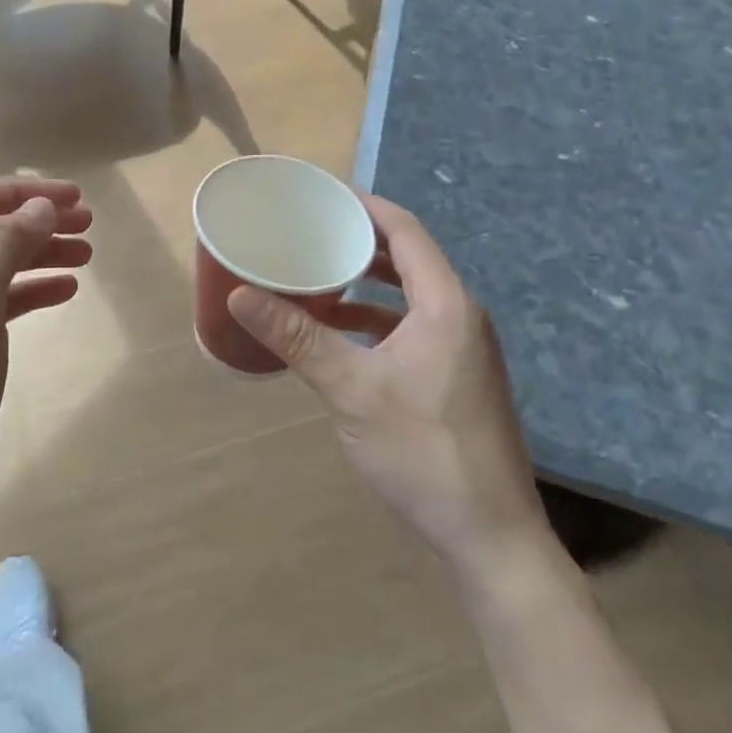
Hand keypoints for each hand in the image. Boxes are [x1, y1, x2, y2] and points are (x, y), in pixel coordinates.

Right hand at [228, 195, 546, 576]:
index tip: (324, 195)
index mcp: (445, 305)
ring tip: (319, 276)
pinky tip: (342, 335)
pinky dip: (377, 320)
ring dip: (368, 283)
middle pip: (409, 259)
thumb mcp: (351, 389)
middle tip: (313, 231)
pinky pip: (413, 327)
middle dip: (361, 242)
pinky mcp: (457, 378)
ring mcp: (463, 350)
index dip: (366, 206)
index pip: (406, 232)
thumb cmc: (422, 451)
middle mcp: (461, 317)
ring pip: (411, 296)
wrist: (490, 537)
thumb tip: (241, 295)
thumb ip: (298, 337)